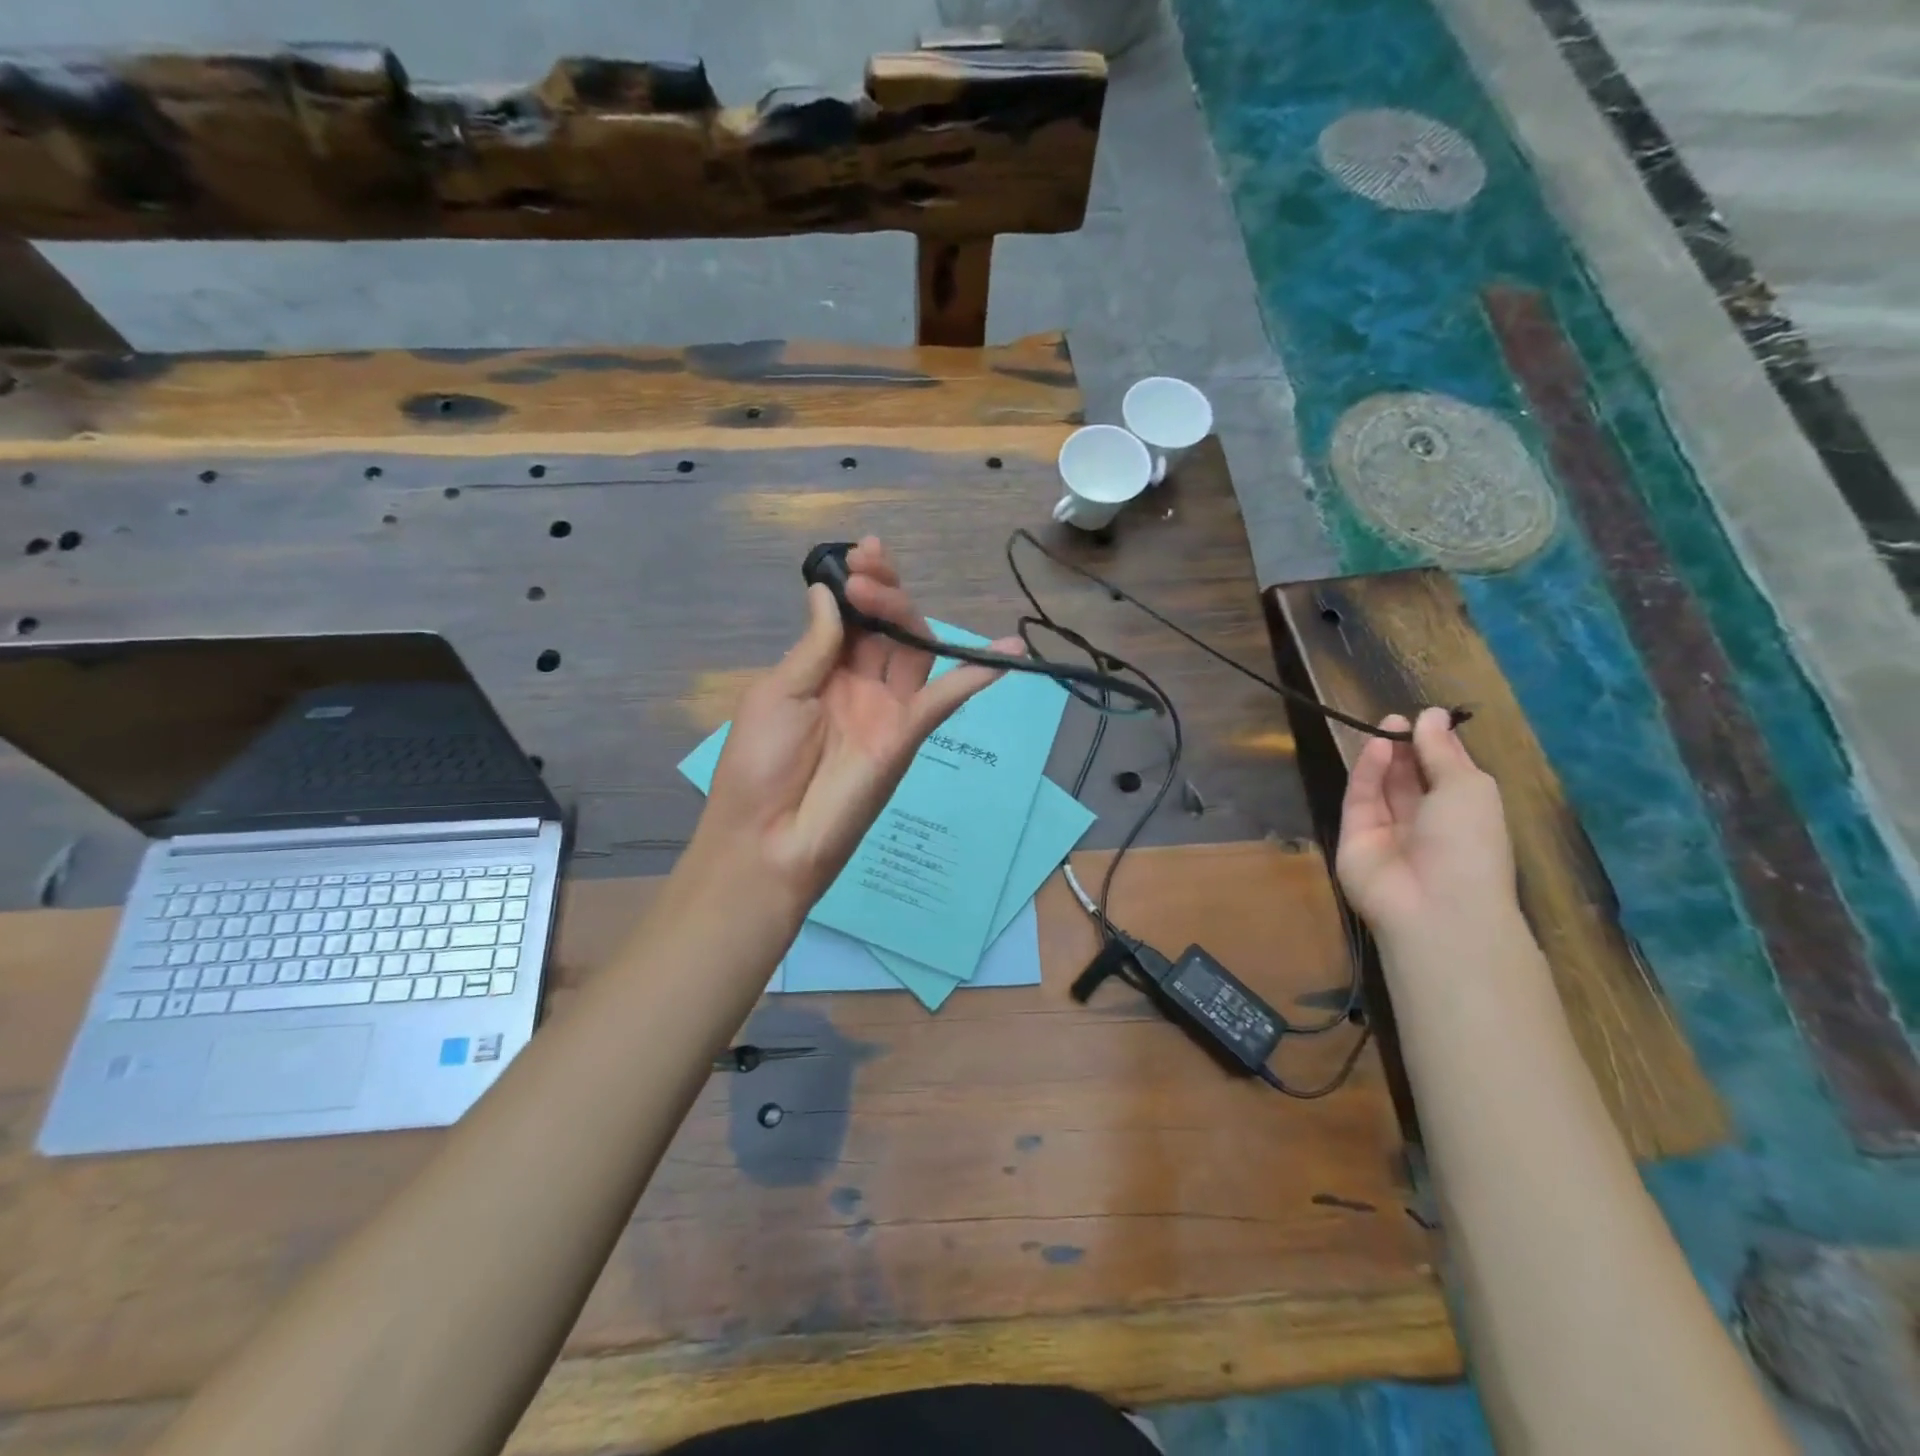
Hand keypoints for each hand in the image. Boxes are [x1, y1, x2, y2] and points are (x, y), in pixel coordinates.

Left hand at [700, 537, 1016, 904]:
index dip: (859, 585)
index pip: (853, 618)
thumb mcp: (777, 693)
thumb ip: (814, 644)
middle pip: (888, 628)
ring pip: (915, 650)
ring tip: (881, 593)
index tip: (858, 555)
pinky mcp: (908, 735)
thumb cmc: (758, 763)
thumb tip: (827, 592)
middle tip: (866, 570)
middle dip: (881, 590)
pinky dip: (975, 676)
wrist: (768, 839)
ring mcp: (887, 710)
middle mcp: (860, 685)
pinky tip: (1006, 652)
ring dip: (907, 615)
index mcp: (822, 671)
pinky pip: (945, 699)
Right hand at [1335, 707, 1516, 940]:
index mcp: (1463, 815)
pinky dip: (1366, 774)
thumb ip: (1442, 751)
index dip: (1436, 745)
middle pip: (1410, 778)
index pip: (1445, 774)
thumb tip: (1431, 714)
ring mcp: (1387, 832)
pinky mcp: (1354, 837)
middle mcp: (1425, 823)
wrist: (1435, 904)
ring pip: (1383, 787)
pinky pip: (1360, 800)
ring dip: (1386, 757)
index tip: (1426, 717)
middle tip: (1396, 719)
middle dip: (1406, 747)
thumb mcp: (1468, 788)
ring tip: (1386, 725)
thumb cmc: (1470, 843)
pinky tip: (1377, 749)